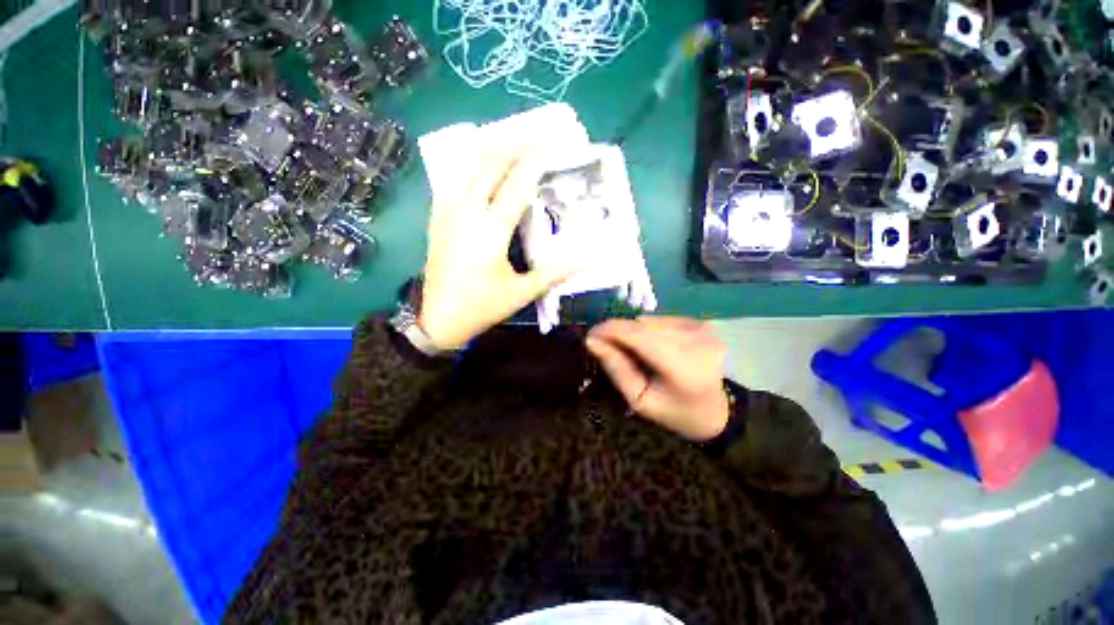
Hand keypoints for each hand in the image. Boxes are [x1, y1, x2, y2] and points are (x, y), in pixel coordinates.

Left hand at [419, 149, 575, 349]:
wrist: (438, 319)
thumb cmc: (482, 307)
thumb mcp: (522, 293)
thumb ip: (554, 272)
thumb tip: (586, 258)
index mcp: (490, 231)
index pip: (516, 184)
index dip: (534, 162)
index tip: (550, 146)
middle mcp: (467, 213)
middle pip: (490, 165)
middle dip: (513, 146)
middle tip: (534, 136)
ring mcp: (448, 213)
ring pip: (467, 166)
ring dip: (490, 148)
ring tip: (510, 139)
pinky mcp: (438, 218)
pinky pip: (453, 180)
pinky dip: (468, 164)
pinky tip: (478, 162)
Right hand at [587, 317, 730, 441]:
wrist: (714, 411)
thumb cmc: (673, 411)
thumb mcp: (639, 399)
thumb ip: (616, 368)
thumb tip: (592, 341)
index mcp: (685, 369)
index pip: (640, 337)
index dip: (612, 331)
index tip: (591, 334)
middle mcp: (697, 342)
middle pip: (644, 326)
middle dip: (619, 332)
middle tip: (605, 345)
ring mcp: (702, 329)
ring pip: (651, 321)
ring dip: (634, 331)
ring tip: (632, 351)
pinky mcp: (701, 323)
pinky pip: (662, 320)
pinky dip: (649, 329)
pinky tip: (651, 346)